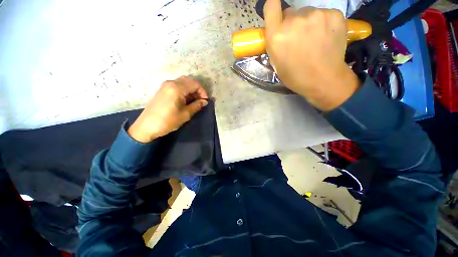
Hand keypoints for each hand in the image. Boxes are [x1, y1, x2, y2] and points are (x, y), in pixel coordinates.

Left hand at [128, 76, 207, 142]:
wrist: (147, 126)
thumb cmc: (168, 121)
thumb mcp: (185, 114)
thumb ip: (197, 105)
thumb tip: (205, 101)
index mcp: (177, 88)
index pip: (195, 84)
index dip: (203, 91)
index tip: (205, 101)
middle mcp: (171, 83)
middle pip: (189, 81)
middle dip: (198, 89)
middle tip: (201, 100)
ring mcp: (165, 85)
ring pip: (183, 82)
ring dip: (191, 90)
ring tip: (195, 101)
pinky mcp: (163, 89)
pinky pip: (177, 85)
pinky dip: (184, 90)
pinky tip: (186, 100)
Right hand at [264, 0, 359, 110]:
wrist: (323, 80)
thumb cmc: (295, 75)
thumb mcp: (276, 62)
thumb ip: (275, 42)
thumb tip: (280, 29)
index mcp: (277, 35)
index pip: (271, 5)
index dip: (273, 6)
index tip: (276, 12)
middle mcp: (294, 20)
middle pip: (291, 13)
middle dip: (292, 23)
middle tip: (299, 39)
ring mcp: (316, 15)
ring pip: (308, 13)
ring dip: (308, 23)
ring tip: (315, 40)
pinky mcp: (335, 14)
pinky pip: (324, 14)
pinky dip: (323, 23)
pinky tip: (326, 37)